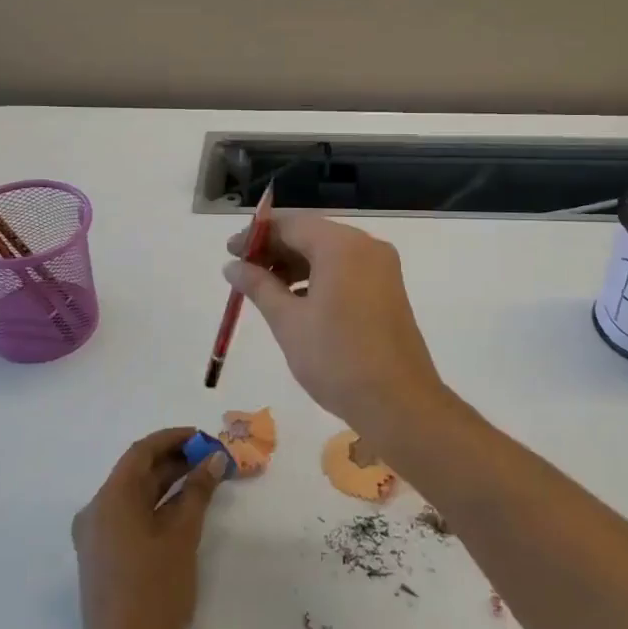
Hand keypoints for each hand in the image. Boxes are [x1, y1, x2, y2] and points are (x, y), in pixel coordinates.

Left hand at [71, 427, 228, 628]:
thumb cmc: (155, 593)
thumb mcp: (182, 537)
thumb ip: (198, 493)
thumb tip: (214, 460)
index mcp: (110, 499)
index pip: (141, 452)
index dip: (174, 439)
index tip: (204, 438)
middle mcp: (96, 511)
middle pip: (136, 472)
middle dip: (174, 461)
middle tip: (211, 460)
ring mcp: (95, 536)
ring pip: (134, 495)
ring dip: (167, 484)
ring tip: (204, 481)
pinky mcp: (101, 557)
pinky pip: (129, 516)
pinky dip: (156, 507)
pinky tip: (183, 510)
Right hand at [224, 215, 455, 439]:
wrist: (398, 404)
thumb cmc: (336, 358)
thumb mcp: (288, 322)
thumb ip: (259, 286)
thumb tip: (232, 266)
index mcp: (341, 245)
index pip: (290, 224)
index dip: (256, 236)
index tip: (229, 252)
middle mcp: (366, 246)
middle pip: (311, 235)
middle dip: (275, 250)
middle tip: (241, 272)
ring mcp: (381, 268)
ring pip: (328, 253)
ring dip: (295, 265)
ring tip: (263, 289)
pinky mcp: (387, 289)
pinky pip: (345, 270)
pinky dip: (318, 277)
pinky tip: (295, 301)